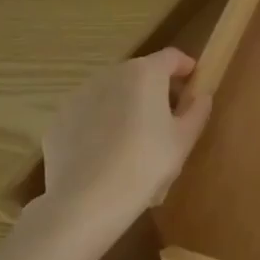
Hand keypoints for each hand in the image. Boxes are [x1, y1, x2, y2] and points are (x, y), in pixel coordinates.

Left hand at [37, 49, 213, 248]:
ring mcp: (79, 96)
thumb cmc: (145, 164)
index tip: (194, 85)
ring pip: (112, 93)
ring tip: (133, 140)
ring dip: (125, 105)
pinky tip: (105, 155)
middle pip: (140, 73)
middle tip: (166, 118)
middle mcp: (110, 75)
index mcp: (145, 73)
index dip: (186, 67)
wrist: (85, 203)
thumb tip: (200, 96)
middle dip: (155, 89)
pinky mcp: (59, 120)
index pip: (172, 57)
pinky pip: (88, 115)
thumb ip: (197, 110)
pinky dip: (100, 125)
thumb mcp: (184, 139)